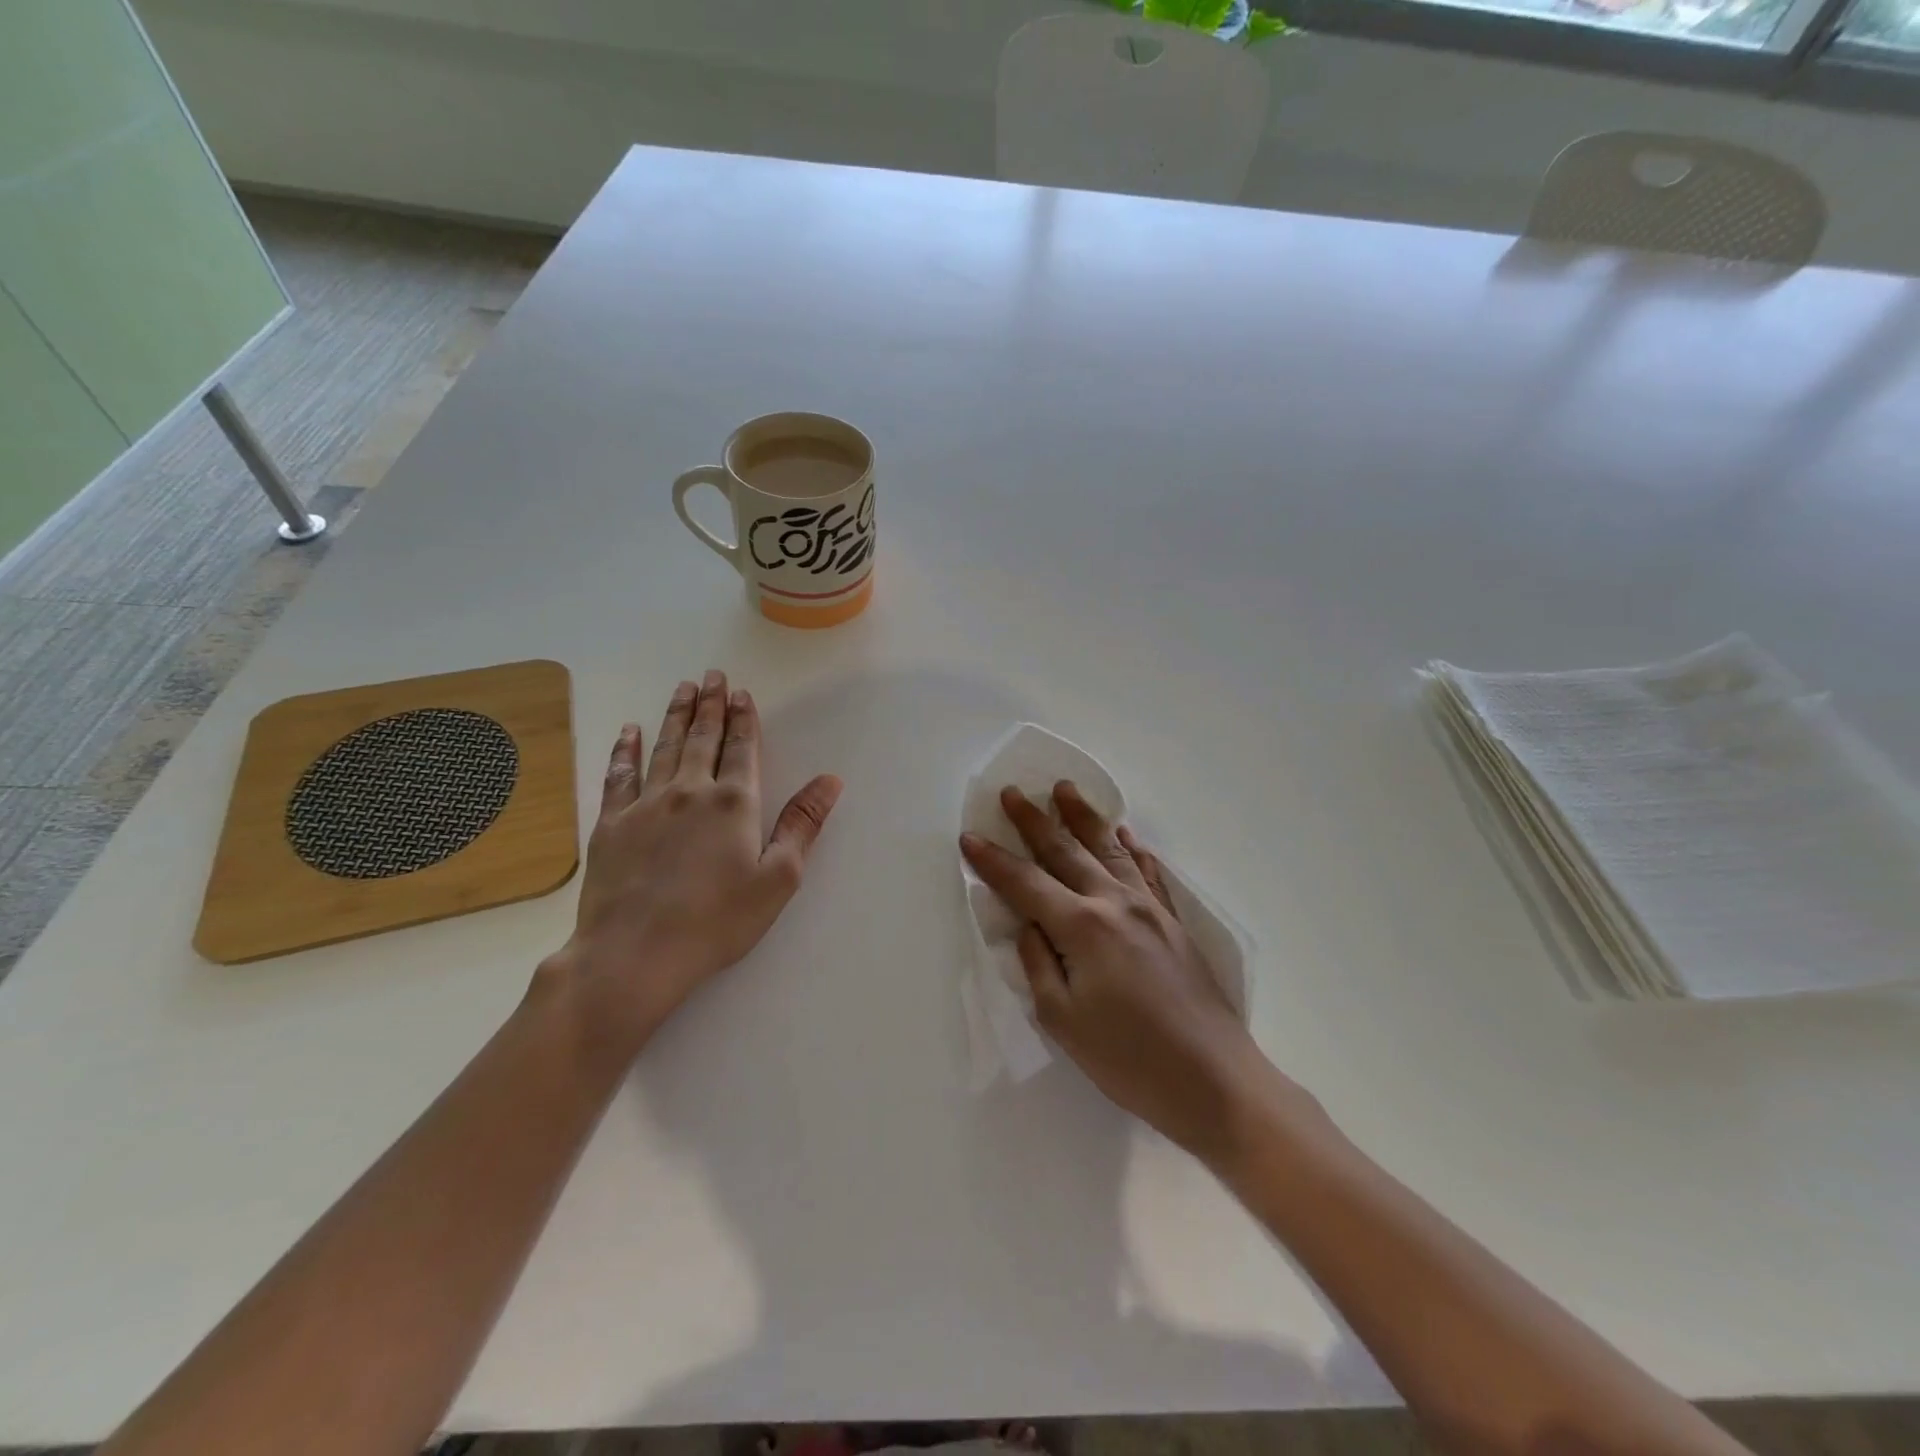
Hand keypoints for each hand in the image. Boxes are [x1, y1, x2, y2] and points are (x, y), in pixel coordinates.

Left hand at [547, 670, 841, 1058]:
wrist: (635, 954)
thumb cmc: (717, 921)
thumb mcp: (778, 878)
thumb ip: (803, 824)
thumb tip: (830, 780)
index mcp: (734, 803)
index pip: (742, 748)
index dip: (744, 719)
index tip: (742, 693)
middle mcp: (690, 791)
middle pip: (702, 738)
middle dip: (711, 705)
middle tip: (712, 675)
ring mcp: (646, 804)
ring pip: (664, 747)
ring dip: (676, 715)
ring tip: (683, 688)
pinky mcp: (612, 823)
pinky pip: (619, 775)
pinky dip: (624, 750)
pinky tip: (628, 731)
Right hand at [960, 784, 1269, 1160]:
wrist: (1214, 1079)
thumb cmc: (1130, 1059)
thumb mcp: (1064, 1021)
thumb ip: (1038, 964)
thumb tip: (1029, 925)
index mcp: (1083, 927)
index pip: (1026, 883)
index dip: (994, 861)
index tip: (969, 837)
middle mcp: (1115, 903)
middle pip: (1066, 851)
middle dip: (1034, 821)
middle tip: (1013, 793)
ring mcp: (1150, 908)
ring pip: (1109, 849)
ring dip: (1083, 817)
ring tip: (1064, 790)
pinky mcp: (1173, 921)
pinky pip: (1149, 871)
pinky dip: (1134, 848)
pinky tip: (1127, 833)